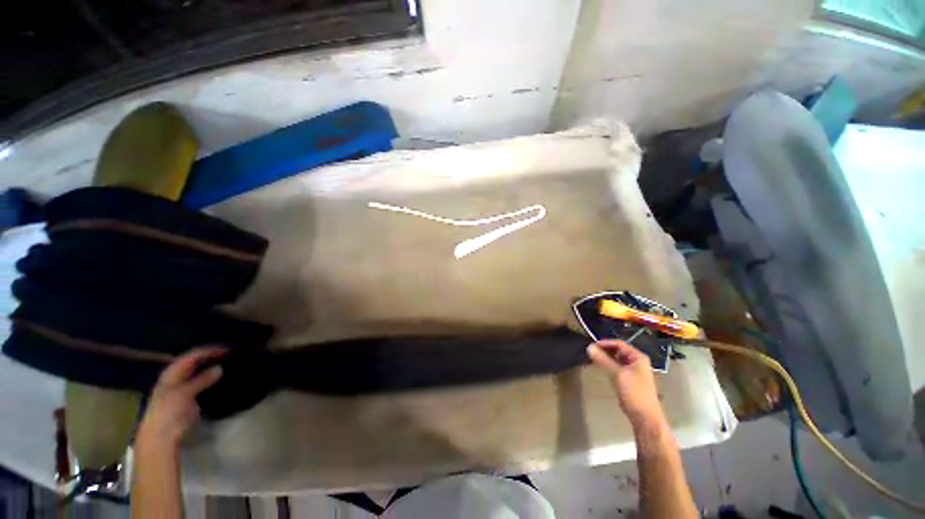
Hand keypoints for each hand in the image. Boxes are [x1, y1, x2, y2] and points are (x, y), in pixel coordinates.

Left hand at [137, 347, 225, 448]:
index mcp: (171, 374)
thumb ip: (201, 380)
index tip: (227, 349)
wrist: (161, 438)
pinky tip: (218, 377)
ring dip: (209, 366)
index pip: (191, 356)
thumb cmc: (169, 413)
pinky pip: (199, 382)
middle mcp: (174, 378)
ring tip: (226, 362)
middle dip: (209, 356)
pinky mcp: (186, 398)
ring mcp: (180, 388)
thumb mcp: (184, 394)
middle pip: (193, 362)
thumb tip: (219, 368)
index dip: (208, 351)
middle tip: (228, 353)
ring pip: (196, 371)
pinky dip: (209, 377)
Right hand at [587, 340, 665, 428]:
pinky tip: (600, 367)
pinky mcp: (628, 379)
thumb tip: (589, 347)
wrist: (644, 416)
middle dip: (604, 350)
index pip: (619, 344)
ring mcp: (633, 371)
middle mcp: (636, 362)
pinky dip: (608, 365)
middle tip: (591, 351)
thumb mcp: (618, 374)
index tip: (592, 345)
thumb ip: (603, 360)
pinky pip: (616, 367)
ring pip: (616, 359)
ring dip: (605, 357)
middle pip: (618, 351)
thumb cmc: (634, 392)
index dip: (605, 343)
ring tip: (593, 358)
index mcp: (638, 357)